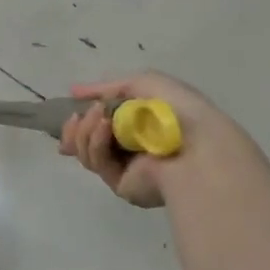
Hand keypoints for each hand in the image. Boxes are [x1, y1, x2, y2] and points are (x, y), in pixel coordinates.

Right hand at [58, 71, 231, 207]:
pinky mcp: (122, 185)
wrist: (198, 144)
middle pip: (87, 142)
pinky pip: (98, 163)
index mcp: (141, 127)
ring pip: (88, 152)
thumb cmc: (177, 110)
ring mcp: (126, 169)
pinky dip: (96, 142)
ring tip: (97, 115)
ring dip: (85, 131)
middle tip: (74, 116)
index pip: (102, 125)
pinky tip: (103, 127)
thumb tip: (73, 91)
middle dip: (77, 128)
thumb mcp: (143, 83)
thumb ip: (107, 87)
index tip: (70, 111)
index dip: (82, 120)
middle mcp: (132, 150)